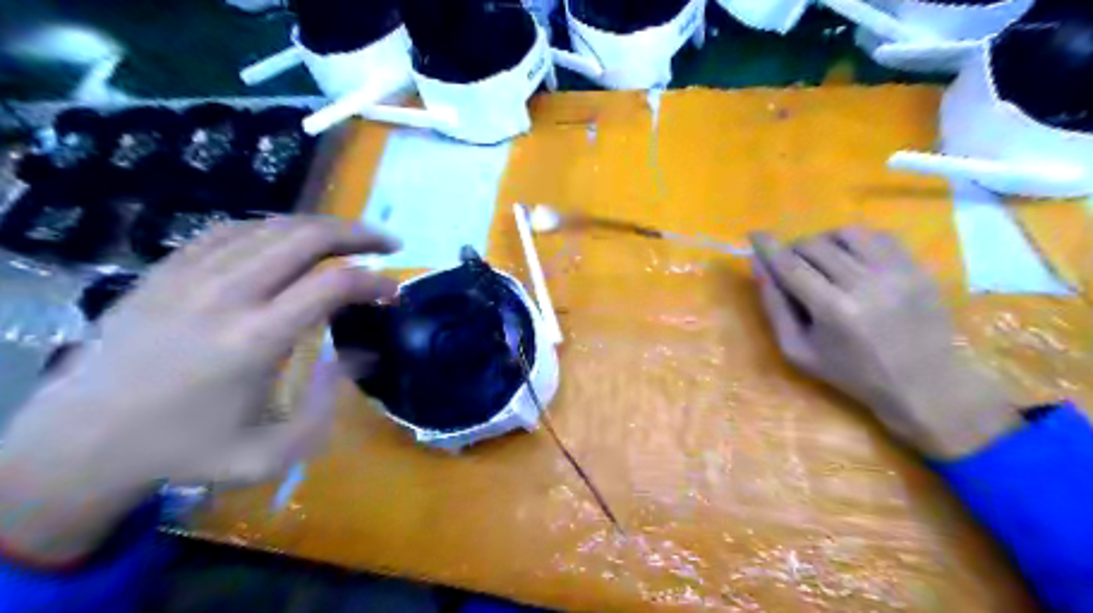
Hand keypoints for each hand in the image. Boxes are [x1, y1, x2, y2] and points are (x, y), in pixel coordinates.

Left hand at [0, 215, 400, 564]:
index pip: (333, 285)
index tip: (394, 291)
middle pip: (307, 238)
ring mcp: (191, 275)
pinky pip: (232, 230)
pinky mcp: (166, 269)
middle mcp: (227, 294)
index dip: (375, 281)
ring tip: (350, 238)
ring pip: (272, 226)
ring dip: (321, 227)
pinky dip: (274, 229)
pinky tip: (289, 241)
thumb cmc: (186, 451)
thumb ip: (326, 404)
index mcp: (256, 339)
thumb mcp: (270, 453)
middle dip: (358, 235)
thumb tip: (359, 355)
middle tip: (388, 243)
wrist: (80, 441)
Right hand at [748, 228, 1021, 459]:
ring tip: (821, 260)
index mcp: (833, 310)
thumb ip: (774, 306)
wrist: (924, 384)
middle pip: (815, 245)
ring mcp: (897, 272)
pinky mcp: (917, 267)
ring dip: (824, 241)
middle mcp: (865, 284)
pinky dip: (856, 241)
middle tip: (791, 266)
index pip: (791, 265)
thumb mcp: (798, 350)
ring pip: (846, 234)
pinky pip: (878, 236)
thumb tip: (758, 265)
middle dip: (794, 250)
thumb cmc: (851, 373)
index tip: (754, 234)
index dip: (769, 247)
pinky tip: (851, 258)